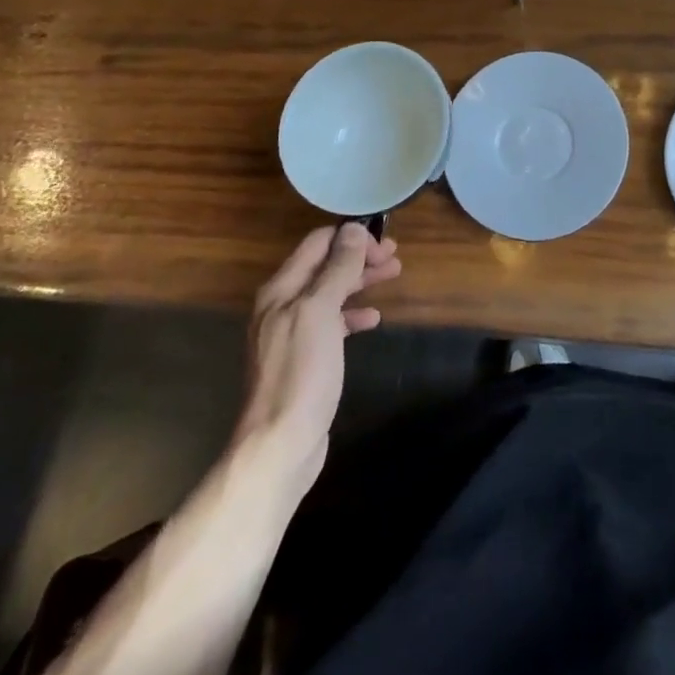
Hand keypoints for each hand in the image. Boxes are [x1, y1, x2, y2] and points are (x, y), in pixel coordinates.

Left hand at [235, 223, 400, 495]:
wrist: (279, 445)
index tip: (382, 240)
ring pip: (331, 293)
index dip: (350, 237)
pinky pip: (331, 324)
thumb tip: (353, 229)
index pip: (317, 244)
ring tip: (393, 275)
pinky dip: (353, 315)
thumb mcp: (320, 311)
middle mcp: (283, 305)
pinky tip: (373, 319)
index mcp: (281, 289)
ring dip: (360, 281)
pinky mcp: (304, 360)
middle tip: (395, 256)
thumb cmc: (301, 372)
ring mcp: (292, 334)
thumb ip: (337, 269)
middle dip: (359, 257)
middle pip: (325, 267)